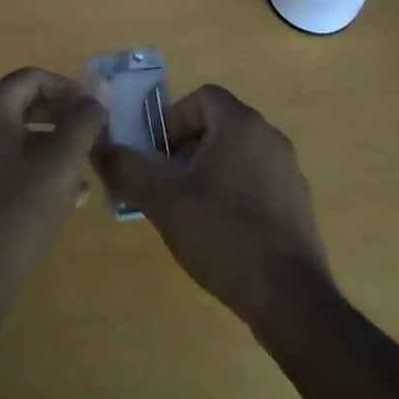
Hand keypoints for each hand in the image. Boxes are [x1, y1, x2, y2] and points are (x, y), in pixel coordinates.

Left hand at [0, 67, 105, 300]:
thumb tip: (97, 94)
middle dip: (62, 116)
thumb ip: (82, 122)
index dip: (68, 88)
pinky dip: (36, 168)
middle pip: (23, 104)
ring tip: (86, 167)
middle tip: (94, 134)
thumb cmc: (16, 211)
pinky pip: (7, 163)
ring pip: (18, 137)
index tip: (96, 109)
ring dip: (53, 145)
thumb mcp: (59, 163)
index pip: (33, 78)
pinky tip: (69, 197)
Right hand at [92, 84, 335, 331]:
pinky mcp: (299, 208)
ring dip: (209, 172)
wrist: (291, 301)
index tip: (157, 154)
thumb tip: (99, 148)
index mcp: (242, 125)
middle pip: (219, 126)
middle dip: (187, 148)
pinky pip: (258, 184)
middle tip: (166, 182)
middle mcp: (270, 138)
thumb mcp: (163, 200)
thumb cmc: (224, 234)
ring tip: (189, 211)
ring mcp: (290, 174)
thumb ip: (127, 168)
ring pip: (238, 156)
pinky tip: (221, 235)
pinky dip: (234, 195)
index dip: (173, 119)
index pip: (202, 97)